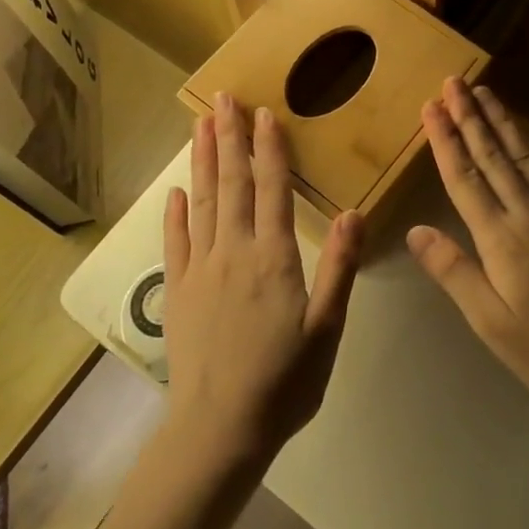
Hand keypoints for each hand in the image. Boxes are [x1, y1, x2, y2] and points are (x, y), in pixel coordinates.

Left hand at [162, 94, 363, 469]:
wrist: (219, 430)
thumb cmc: (284, 382)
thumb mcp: (327, 330)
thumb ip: (339, 268)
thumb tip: (353, 212)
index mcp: (273, 258)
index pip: (272, 189)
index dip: (270, 149)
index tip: (264, 113)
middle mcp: (234, 252)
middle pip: (232, 184)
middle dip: (228, 138)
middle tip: (223, 98)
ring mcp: (200, 270)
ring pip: (202, 203)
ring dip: (202, 161)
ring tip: (199, 124)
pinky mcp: (179, 291)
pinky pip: (176, 242)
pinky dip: (175, 213)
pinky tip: (175, 191)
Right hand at [407, 78, 528, 410]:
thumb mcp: (489, 320)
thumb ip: (453, 272)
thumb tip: (415, 230)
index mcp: (499, 237)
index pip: (464, 178)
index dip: (445, 140)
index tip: (430, 106)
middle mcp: (528, 211)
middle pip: (493, 156)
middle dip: (469, 117)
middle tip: (453, 82)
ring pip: (527, 154)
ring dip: (503, 121)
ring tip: (484, 91)